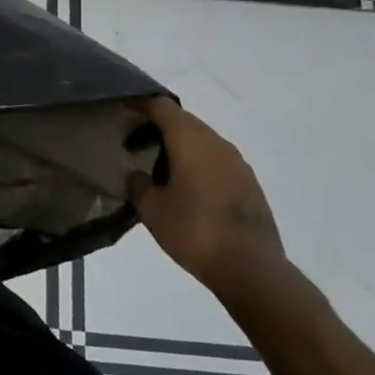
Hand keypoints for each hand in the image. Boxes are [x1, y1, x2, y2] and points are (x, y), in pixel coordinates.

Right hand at [136, 97, 286, 301]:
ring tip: (157, 167)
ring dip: (179, 146)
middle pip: (183, 121)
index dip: (141, 104)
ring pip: (202, 140)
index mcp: (190, 140)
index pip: (162, 106)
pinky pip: (216, 160)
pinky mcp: (249, 184)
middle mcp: (216, 143)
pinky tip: (185, 187)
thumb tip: (138, 175)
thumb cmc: (194, 231)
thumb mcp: (151, 209)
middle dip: (157, 126)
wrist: (252, 270)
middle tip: (133, 142)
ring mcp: (237, 163)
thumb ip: (138, 184)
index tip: (122, 110)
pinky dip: (196, 163)